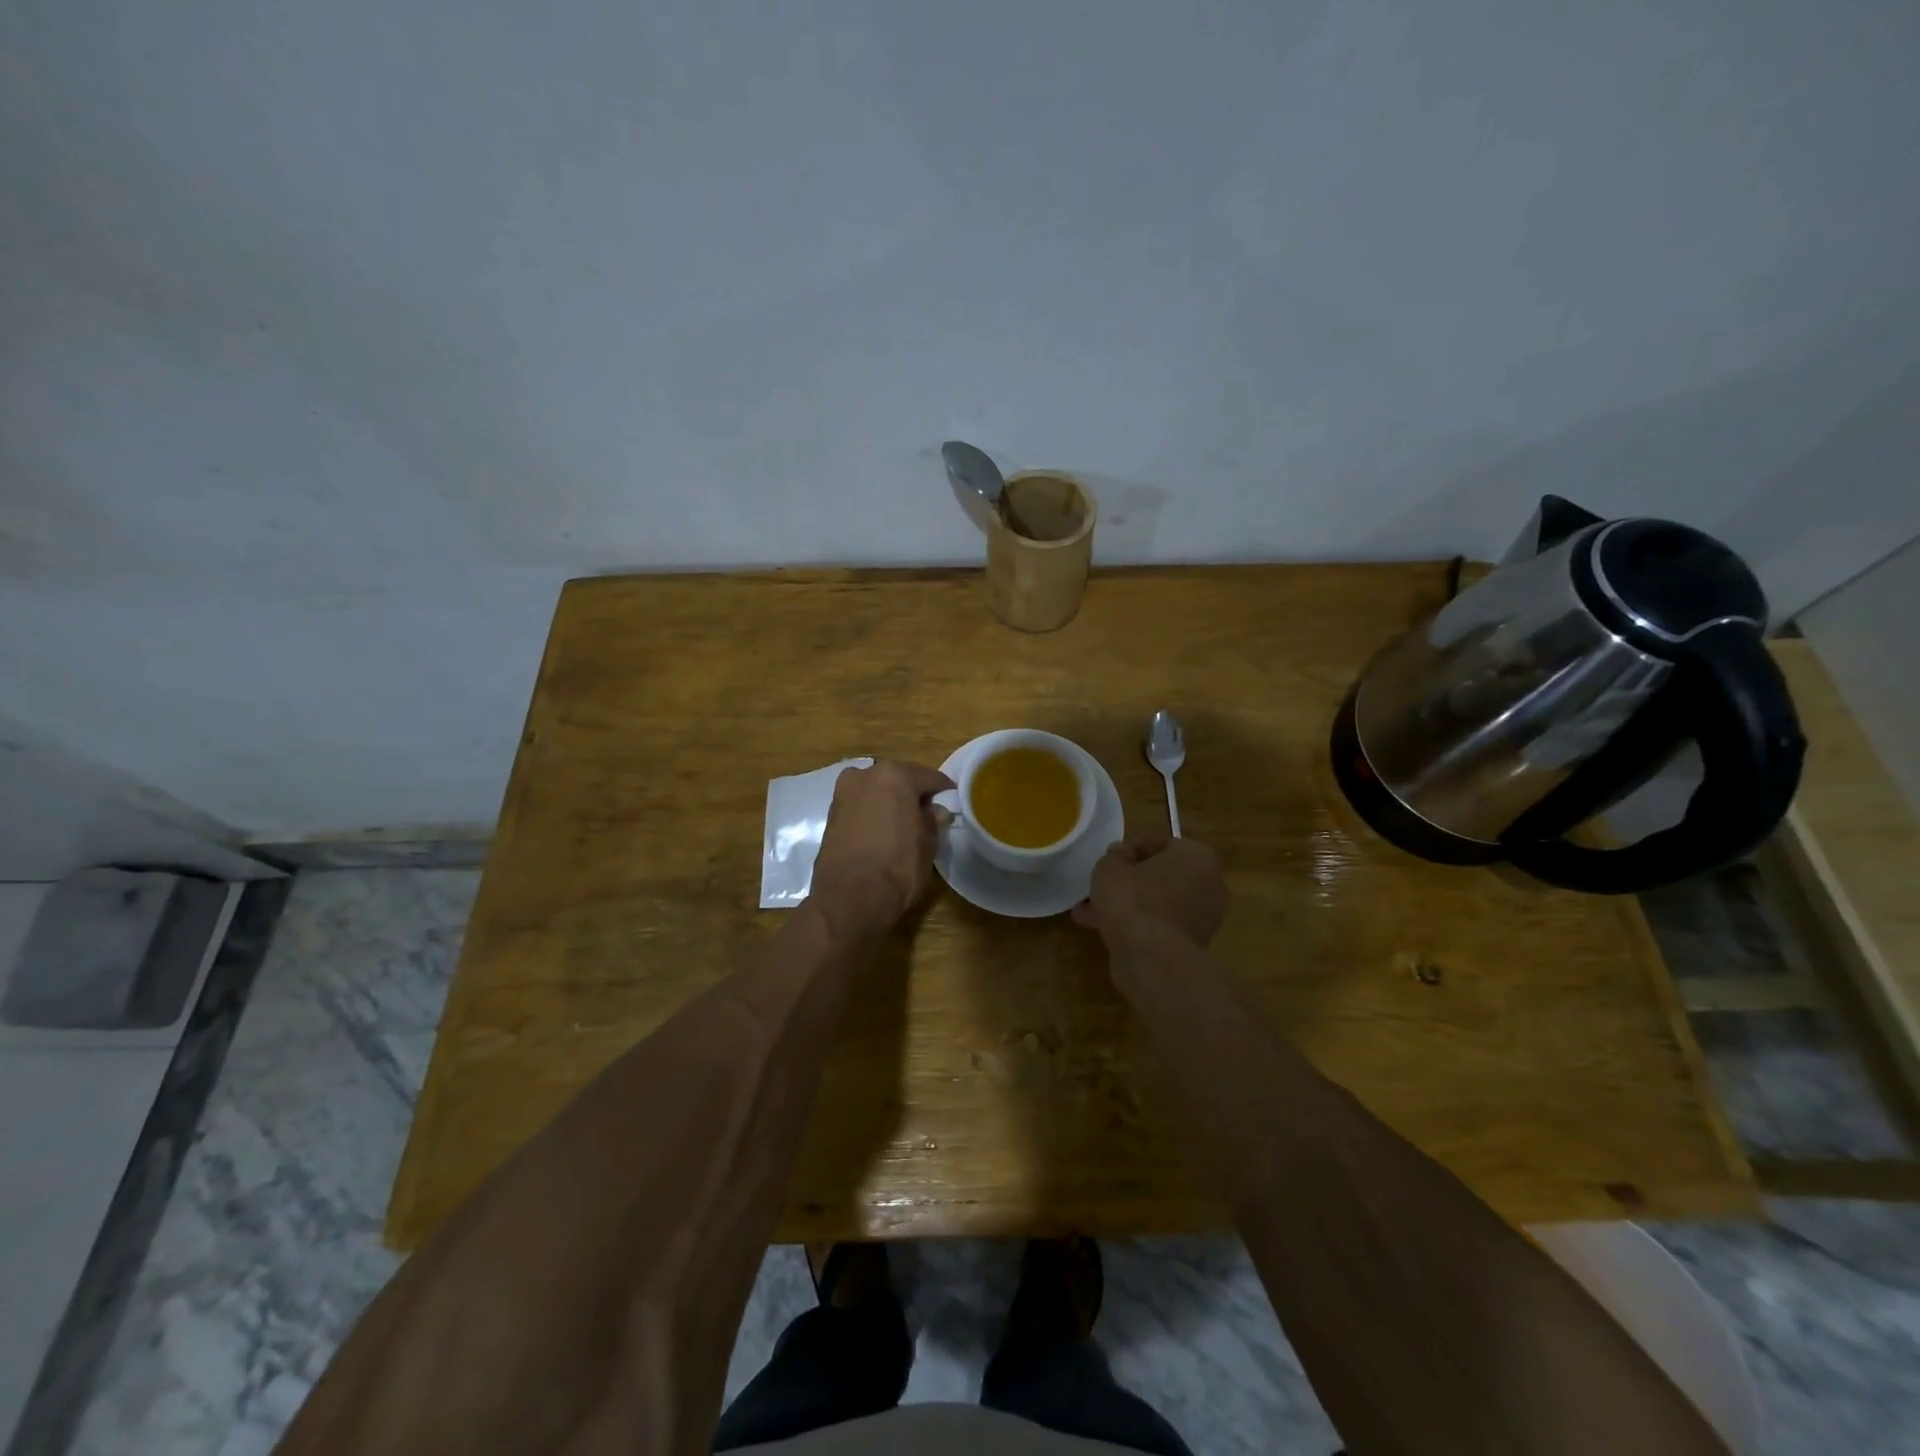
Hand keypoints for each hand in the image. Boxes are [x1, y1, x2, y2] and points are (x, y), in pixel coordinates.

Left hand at [810, 759, 955, 932]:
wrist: (849, 897)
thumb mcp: (927, 843)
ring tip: (904, 823)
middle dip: (912, 793)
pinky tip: (882, 831)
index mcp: (893, 775)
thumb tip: (935, 811)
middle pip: (897, 779)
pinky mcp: (830, 815)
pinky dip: (872, 813)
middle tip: (928, 812)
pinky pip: (860, 807)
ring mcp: (843, 794)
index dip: (943, 789)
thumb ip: (932, 820)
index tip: (953, 800)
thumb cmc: (897, 865)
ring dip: (889, 802)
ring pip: (875, 791)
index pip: (928, 776)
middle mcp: (864, 775)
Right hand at [1072, 833, 1228, 946]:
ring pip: (1160, 902)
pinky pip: (1161, 925)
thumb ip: (1115, 857)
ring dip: (1131, 904)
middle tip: (1103, 885)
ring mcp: (1206, 918)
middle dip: (1130, 880)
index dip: (1129, 849)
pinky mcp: (1194, 944)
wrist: (1150, 957)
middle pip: (1162, 875)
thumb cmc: (1133, 898)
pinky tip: (1104, 929)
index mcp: (1198, 856)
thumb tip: (1121, 859)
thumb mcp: (1110, 866)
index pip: (1160, 843)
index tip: (1109, 860)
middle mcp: (1210, 884)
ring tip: (1093, 911)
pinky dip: (1139, 924)